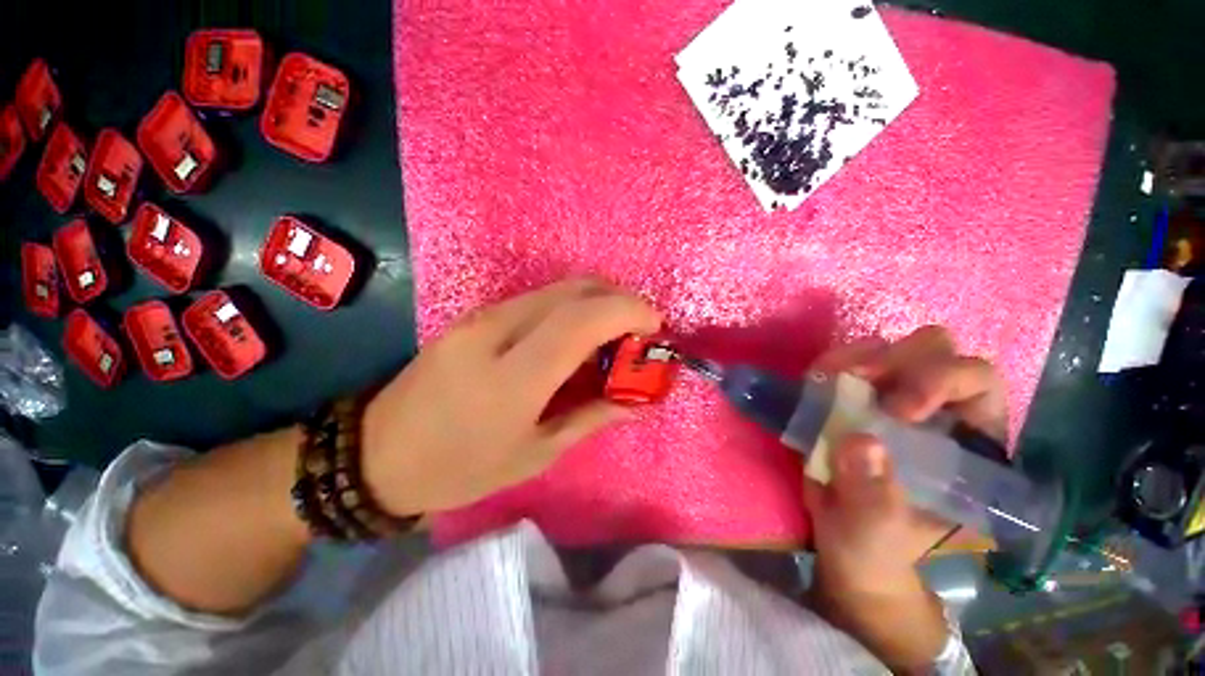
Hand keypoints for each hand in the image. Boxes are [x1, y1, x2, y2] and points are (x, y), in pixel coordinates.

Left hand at [361, 278, 661, 515]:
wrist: (377, 453)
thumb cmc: (460, 467)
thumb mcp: (534, 455)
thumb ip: (591, 418)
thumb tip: (635, 401)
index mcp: (513, 377)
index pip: (582, 320)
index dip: (628, 311)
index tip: (655, 325)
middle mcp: (497, 332)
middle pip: (574, 290)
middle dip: (619, 299)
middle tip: (640, 327)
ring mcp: (481, 316)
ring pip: (556, 288)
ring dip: (597, 299)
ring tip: (616, 330)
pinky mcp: (475, 314)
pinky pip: (537, 298)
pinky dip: (571, 305)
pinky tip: (579, 331)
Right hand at [805, 326, 1007, 596]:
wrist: (843, 539)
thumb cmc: (876, 542)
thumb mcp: (878, 531)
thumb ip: (874, 496)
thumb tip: (859, 442)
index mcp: (967, 440)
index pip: (976, 382)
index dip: (940, 381)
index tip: (895, 410)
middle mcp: (934, 407)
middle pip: (934, 349)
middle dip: (897, 359)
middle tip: (859, 380)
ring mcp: (888, 396)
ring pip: (885, 347)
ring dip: (856, 357)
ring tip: (828, 382)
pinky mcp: (850, 396)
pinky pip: (841, 362)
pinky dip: (827, 366)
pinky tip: (815, 385)